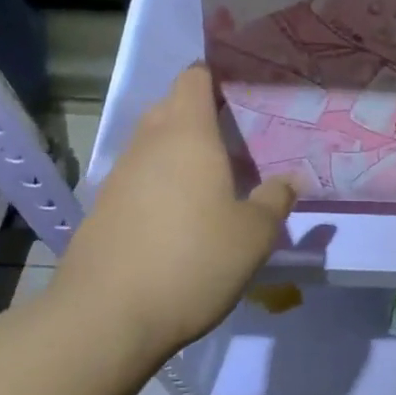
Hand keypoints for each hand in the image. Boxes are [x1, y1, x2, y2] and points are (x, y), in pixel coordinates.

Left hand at [56, 64, 296, 356]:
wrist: (105, 318)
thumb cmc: (192, 261)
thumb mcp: (253, 236)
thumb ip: (276, 200)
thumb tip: (292, 178)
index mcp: (187, 133)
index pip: (195, 78)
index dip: (217, 76)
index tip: (244, 90)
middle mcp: (149, 143)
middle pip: (172, 106)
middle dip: (202, 113)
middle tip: (238, 135)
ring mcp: (120, 175)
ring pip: (153, 143)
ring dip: (180, 150)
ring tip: (214, 176)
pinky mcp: (103, 208)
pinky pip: (139, 176)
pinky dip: (160, 181)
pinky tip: (180, 214)